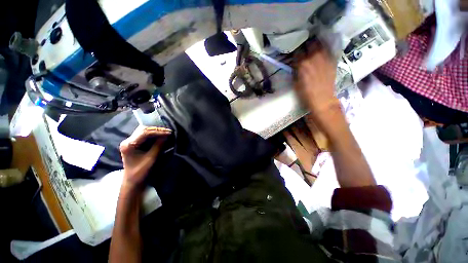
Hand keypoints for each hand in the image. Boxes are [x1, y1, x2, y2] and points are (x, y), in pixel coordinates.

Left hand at [119, 126, 171, 189]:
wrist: (132, 181)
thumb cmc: (140, 172)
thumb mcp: (151, 158)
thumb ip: (158, 146)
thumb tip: (167, 136)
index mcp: (129, 145)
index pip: (144, 133)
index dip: (158, 131)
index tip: (169, 132)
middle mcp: (128, 141)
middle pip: (143, 129)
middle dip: (157, 129)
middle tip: (168, 131)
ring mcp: (130, 142)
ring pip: (144, 131)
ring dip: (155, 131)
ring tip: (166, 132)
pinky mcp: (134, 143)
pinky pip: (144, 135)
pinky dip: (153, 134)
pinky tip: (160, 134)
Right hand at [294, 43, 339, 123]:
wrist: (323, 100)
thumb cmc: (306, 94)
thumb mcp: (295, 83)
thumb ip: (295, 70)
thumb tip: (295, 63)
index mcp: (302, 64)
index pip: (297, 51)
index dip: (296, 52)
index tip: (295, 54)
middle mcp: (314, 58)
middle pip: (310, 43)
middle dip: (306, 45)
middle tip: (304, 48)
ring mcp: (325, 58)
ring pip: (320, 44)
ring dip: (315, 45)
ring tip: (313, 48)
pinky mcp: (332, 61)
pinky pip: (328, 50)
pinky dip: (324, 49)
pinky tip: (321, 53)